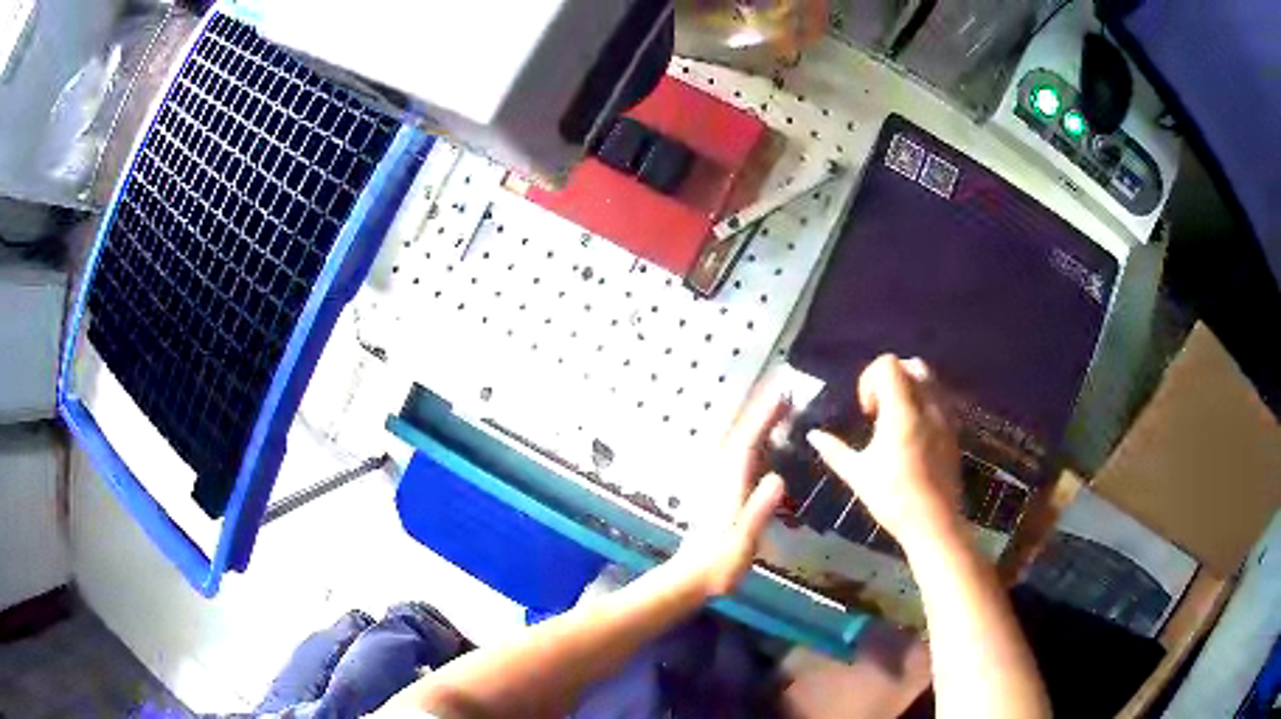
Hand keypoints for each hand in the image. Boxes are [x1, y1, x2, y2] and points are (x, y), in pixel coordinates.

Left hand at [673, 386, 786, 597]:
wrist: (692, 578)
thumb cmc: (720, 564)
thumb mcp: (743, 542)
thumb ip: (758, 511)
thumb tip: (778, 478)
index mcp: (731, 485)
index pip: (748, 442)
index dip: (764, 417)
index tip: (781, 394)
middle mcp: (722, 477)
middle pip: (741, 435)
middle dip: (759, 411)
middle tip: (781, 389)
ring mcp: (719, 484)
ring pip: (737, 443)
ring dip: (754, 421)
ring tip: (775, 406)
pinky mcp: (719, 493)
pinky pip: (737, 455)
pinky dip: (750, 439)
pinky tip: (758, 441)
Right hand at [806, 355, 962, 554]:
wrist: (934, 523)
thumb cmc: (893, 499)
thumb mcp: (858, 475)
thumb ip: (834, 450)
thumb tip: (813, 435)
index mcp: (902, 412)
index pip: (889, 364)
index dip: (870, 379)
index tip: (866, 411)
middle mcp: (927, 406)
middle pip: (911, 365)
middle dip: (891, 379)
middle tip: (879, 411)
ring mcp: (945, 417)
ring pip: (930, 379)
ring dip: (910, 389)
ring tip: (896, 420)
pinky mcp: (954, 431)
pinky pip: (941, 399)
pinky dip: (924, 403)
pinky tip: (913, 434)